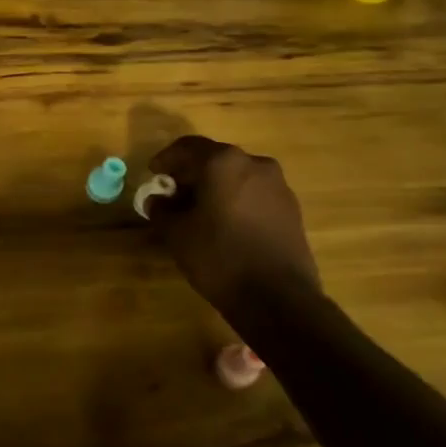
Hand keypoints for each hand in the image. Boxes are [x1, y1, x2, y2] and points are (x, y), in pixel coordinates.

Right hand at [145, 135, 320, 315]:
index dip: (166, 160)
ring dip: (215, 187)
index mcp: (223, 162)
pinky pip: (254, 194)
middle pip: (214, 159)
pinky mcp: (291, 209)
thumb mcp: (176, 233)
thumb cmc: (219, 256)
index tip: (154, 176)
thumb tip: (158, 200)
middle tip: (173, 195)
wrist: (278, 298)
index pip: (187, 147)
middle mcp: (254, 164)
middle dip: (191, 174)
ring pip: (237, 176)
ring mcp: (278, 186)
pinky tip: (225, 224)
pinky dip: (236, 200)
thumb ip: (161, 209)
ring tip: (199, 212)